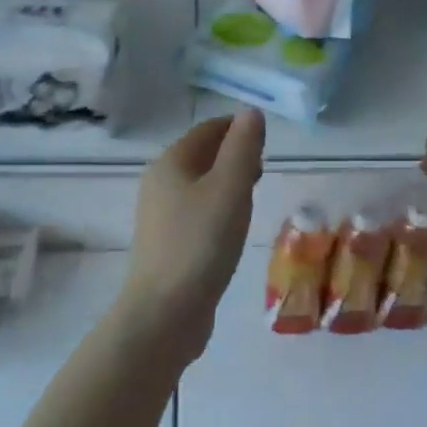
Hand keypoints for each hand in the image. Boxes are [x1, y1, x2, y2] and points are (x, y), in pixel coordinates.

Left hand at [123, 110, 265, 362]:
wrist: (164, 314)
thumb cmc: (201, 243)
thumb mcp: (231, 187)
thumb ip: (243, 147)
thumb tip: (251, 112)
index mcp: (171, 162)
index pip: (208, 129)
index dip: (238, 128)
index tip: (267, 141)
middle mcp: (159, 182)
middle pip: (202, 155)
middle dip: (234, 154)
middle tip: (263, 169)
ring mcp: (160, 215)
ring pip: (200, 184)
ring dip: (228, 182)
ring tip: (253, 196)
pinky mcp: (167, 243)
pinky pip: (197, 210)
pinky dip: (218, 207)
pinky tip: (233, 227)